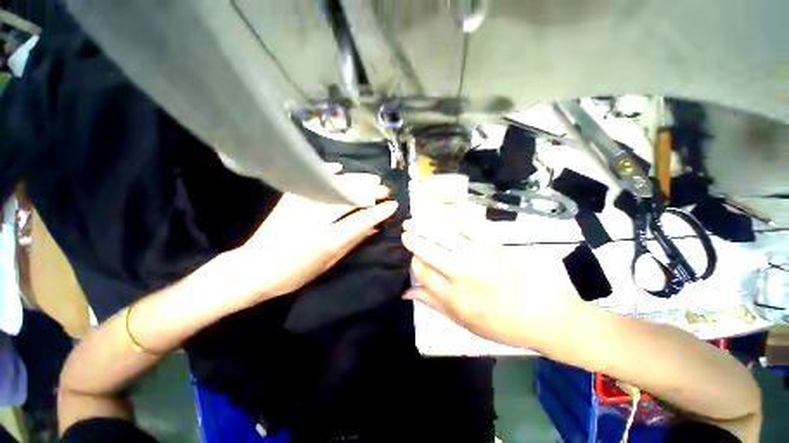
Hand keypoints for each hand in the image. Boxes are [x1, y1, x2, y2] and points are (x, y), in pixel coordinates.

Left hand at [207, 164, 398, 310]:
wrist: (253, 268)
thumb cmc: (294, 273)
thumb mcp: (328, 263)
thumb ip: (352, 242)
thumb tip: (373, 228)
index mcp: (328, 239)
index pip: (361, 220)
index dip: (379, 211)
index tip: (393, 205)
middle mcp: (316, 217)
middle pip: (350, 197)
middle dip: (371, 191)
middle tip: (385, 189)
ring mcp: (302, 204)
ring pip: (337, 185)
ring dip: (357, 180)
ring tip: (372, 179)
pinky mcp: (291, 198)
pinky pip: (314, 179)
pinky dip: (329, 172)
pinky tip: (340, 168)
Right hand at [401, 219, 581, 349]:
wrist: (542, 314)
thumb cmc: (500, 324)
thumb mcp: (462, 322)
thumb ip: (432, 303)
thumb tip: (405, 292)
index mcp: (454, 296)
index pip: (423, 271)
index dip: (413, 261)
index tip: (412, 257)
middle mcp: (463, 273)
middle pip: (429, 250)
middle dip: (413, 238)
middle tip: (404, 230)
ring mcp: (479, 255)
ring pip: (445, 234)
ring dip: (427, 224)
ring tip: (415, 219)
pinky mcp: (493, 244)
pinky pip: (469, 225)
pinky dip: (454, 217)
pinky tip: (443, 213)